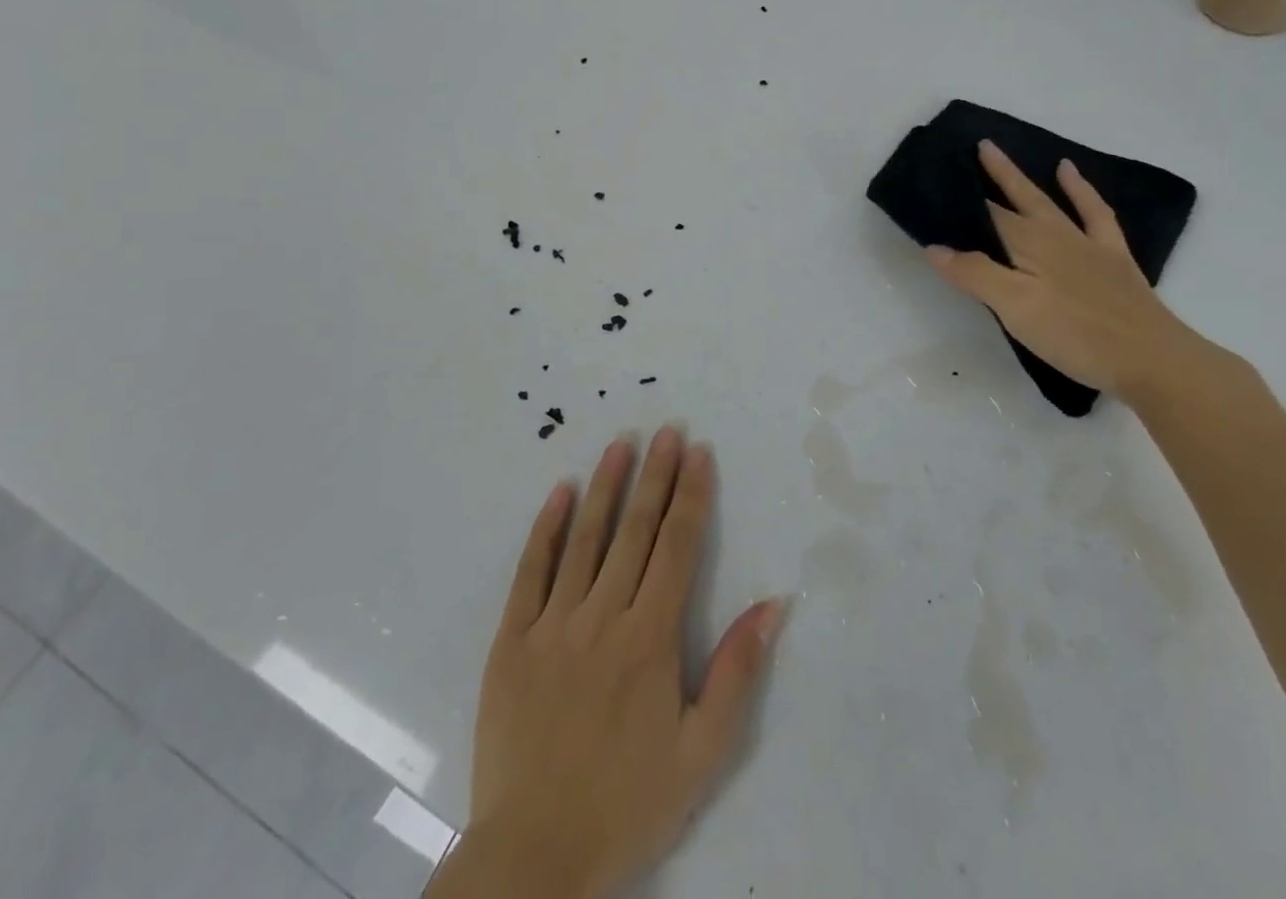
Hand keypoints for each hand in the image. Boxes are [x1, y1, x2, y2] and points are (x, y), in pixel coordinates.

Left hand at [445, 429, 785, 898]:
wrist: (534, 857)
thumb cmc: (627, 802)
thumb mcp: (701, 752)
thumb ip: (737, 672)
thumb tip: (774, 604)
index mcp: (650, 638)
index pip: (677, 547)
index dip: (691, 496)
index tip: (699, 453)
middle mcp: (602, 616)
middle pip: (635, 530)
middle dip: (656, 475)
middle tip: (668, 430)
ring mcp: (552, 624)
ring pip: (585, 538)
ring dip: (606, 485)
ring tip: (622, 443)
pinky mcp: (511, 639)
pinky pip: (530, 571)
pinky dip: (547, 527)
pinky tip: (560, 491)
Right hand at [925, 140, 1205, 402]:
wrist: (1151, 359)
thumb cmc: (1075, 335)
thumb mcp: (1015, 308)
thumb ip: (975, 274)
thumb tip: (935, 246)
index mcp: (1028, 244)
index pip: (988, 215)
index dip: (964, 200)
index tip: (942, 180)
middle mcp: (1056, 234)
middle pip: (1018, 199)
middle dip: (996, 174)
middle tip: (979, 145)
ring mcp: (1087, 244)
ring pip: (1050, 201)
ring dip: (1028, 178)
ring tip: (1012, 156)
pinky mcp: (1113, 258)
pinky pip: (1096, 213)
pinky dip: (1082, 191)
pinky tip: (1074, 177)